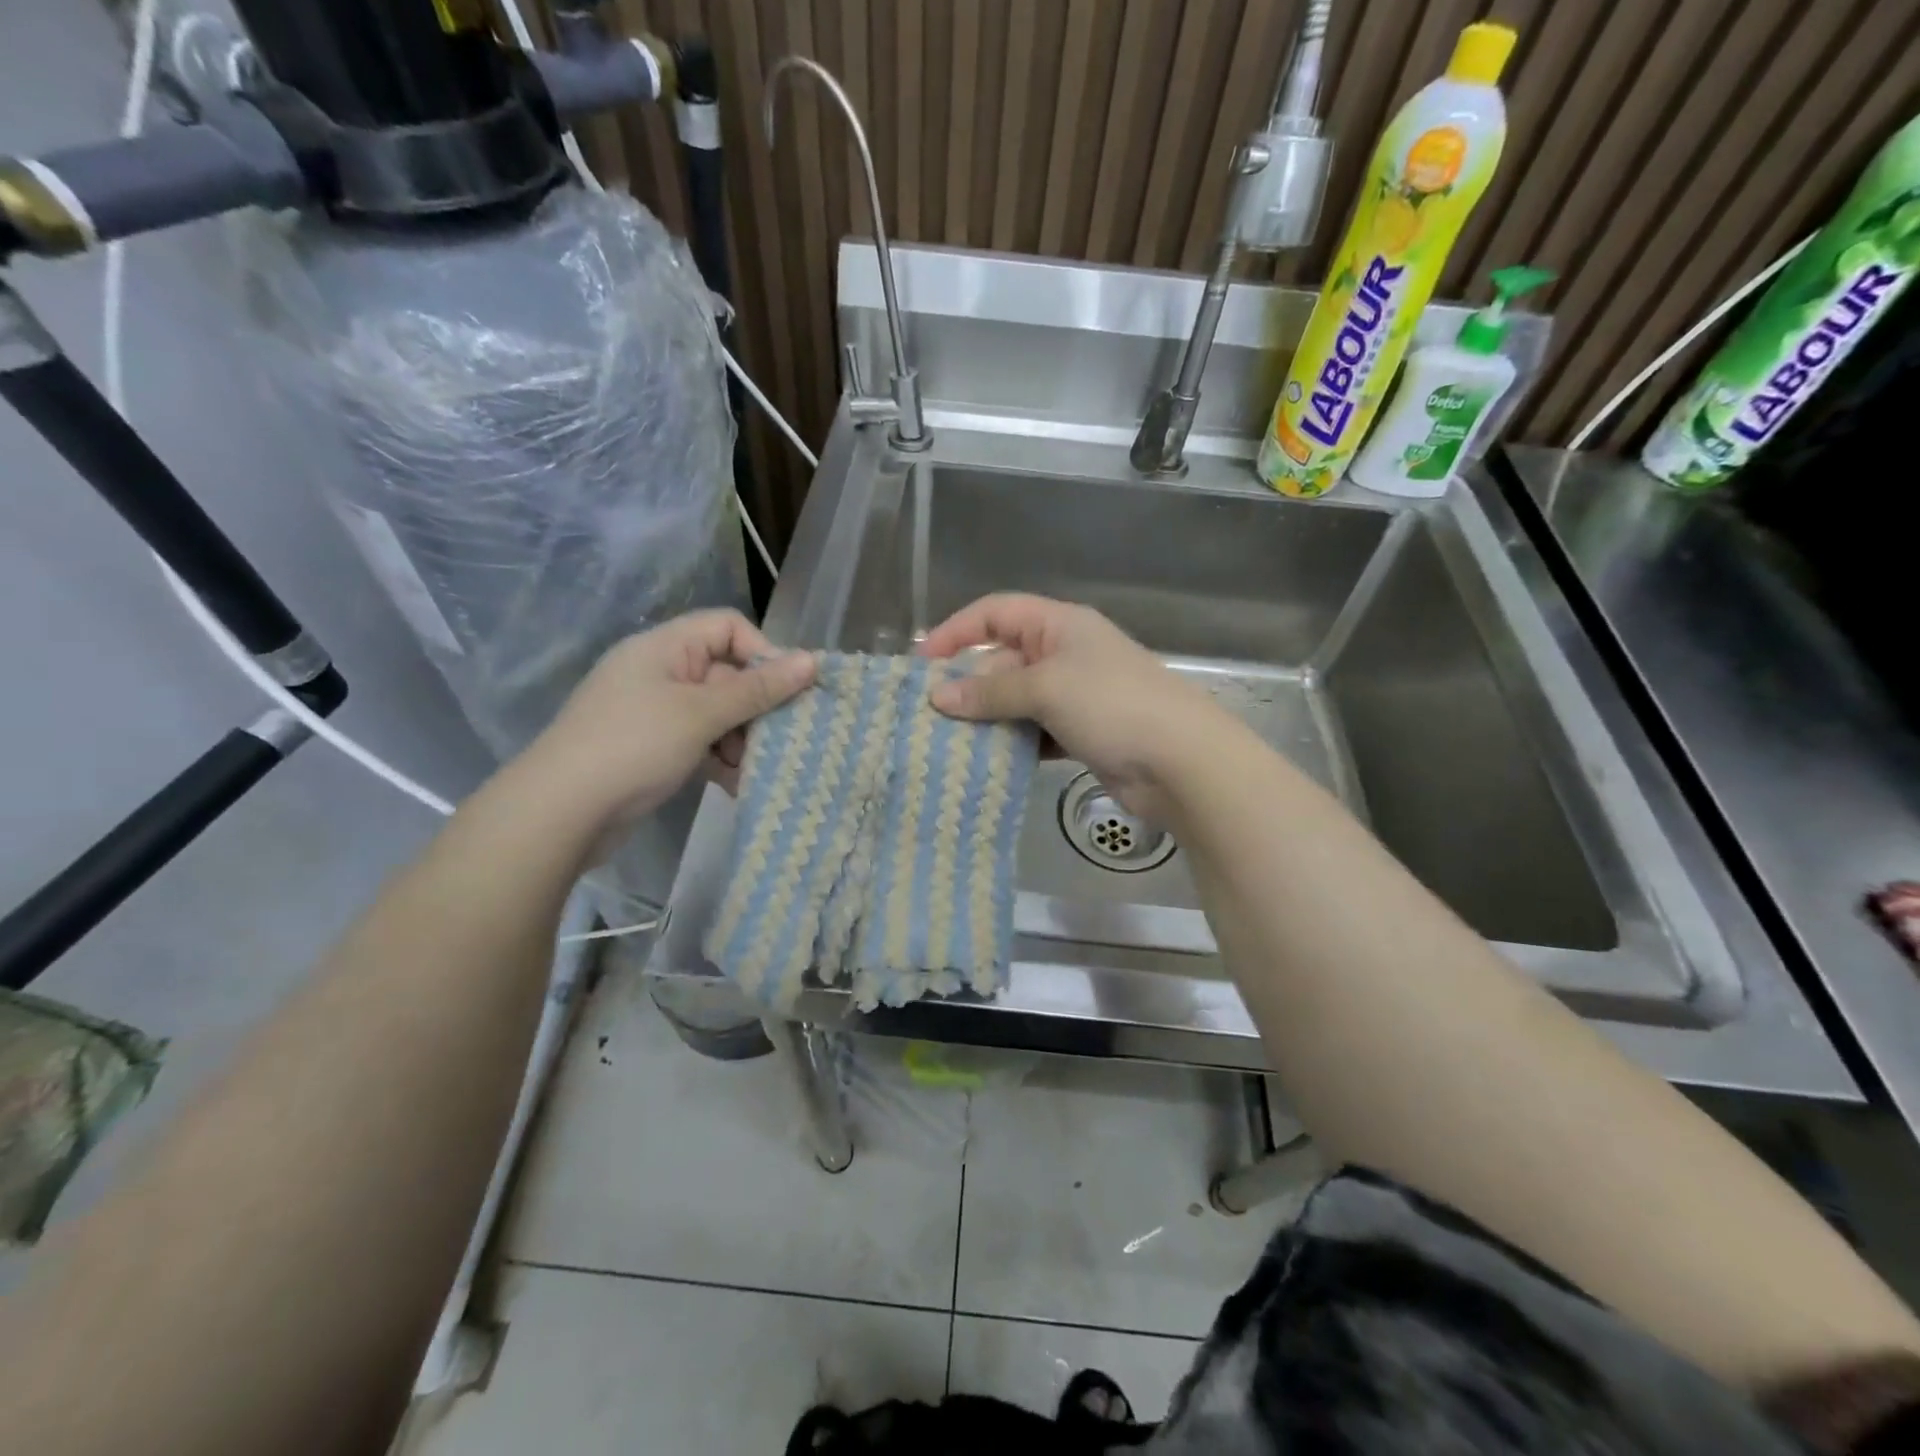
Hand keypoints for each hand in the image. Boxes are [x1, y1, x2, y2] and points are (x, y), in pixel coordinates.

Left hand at [529, 610, 815, 834]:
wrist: (560, 812)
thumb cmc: (634, 747)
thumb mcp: (701, 714)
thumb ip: (758, 689)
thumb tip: (812, 660)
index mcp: (665, 647)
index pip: (728, 627)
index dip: (763, 652)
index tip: (786, 691)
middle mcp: (660, 672)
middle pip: (727, 673)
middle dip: (757, 706)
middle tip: (781, 738)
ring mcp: (654, 711)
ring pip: (718, 712)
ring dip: (742, 738)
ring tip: (754, 769)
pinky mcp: (653, 747)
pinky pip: (700, 741)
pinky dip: (721, 758)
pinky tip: (737, 784)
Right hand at [919, 594, 1228, 821]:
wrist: (1180, 761)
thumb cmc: (1112, 705)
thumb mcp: (1046, 688)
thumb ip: (991, 692)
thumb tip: (939, 697)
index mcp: (1059, 624)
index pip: (996, 612)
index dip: (956, 631)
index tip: (921, 663)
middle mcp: (1065, 653)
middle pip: (1002, 658)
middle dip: (967, 682)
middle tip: (930, 713)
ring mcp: (1074, 695)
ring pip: (1016, 699)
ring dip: (987, 717)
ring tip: (949, 740)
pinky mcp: (1080, 733)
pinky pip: (1033, 730)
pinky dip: (1012, 742)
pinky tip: (988, 760)